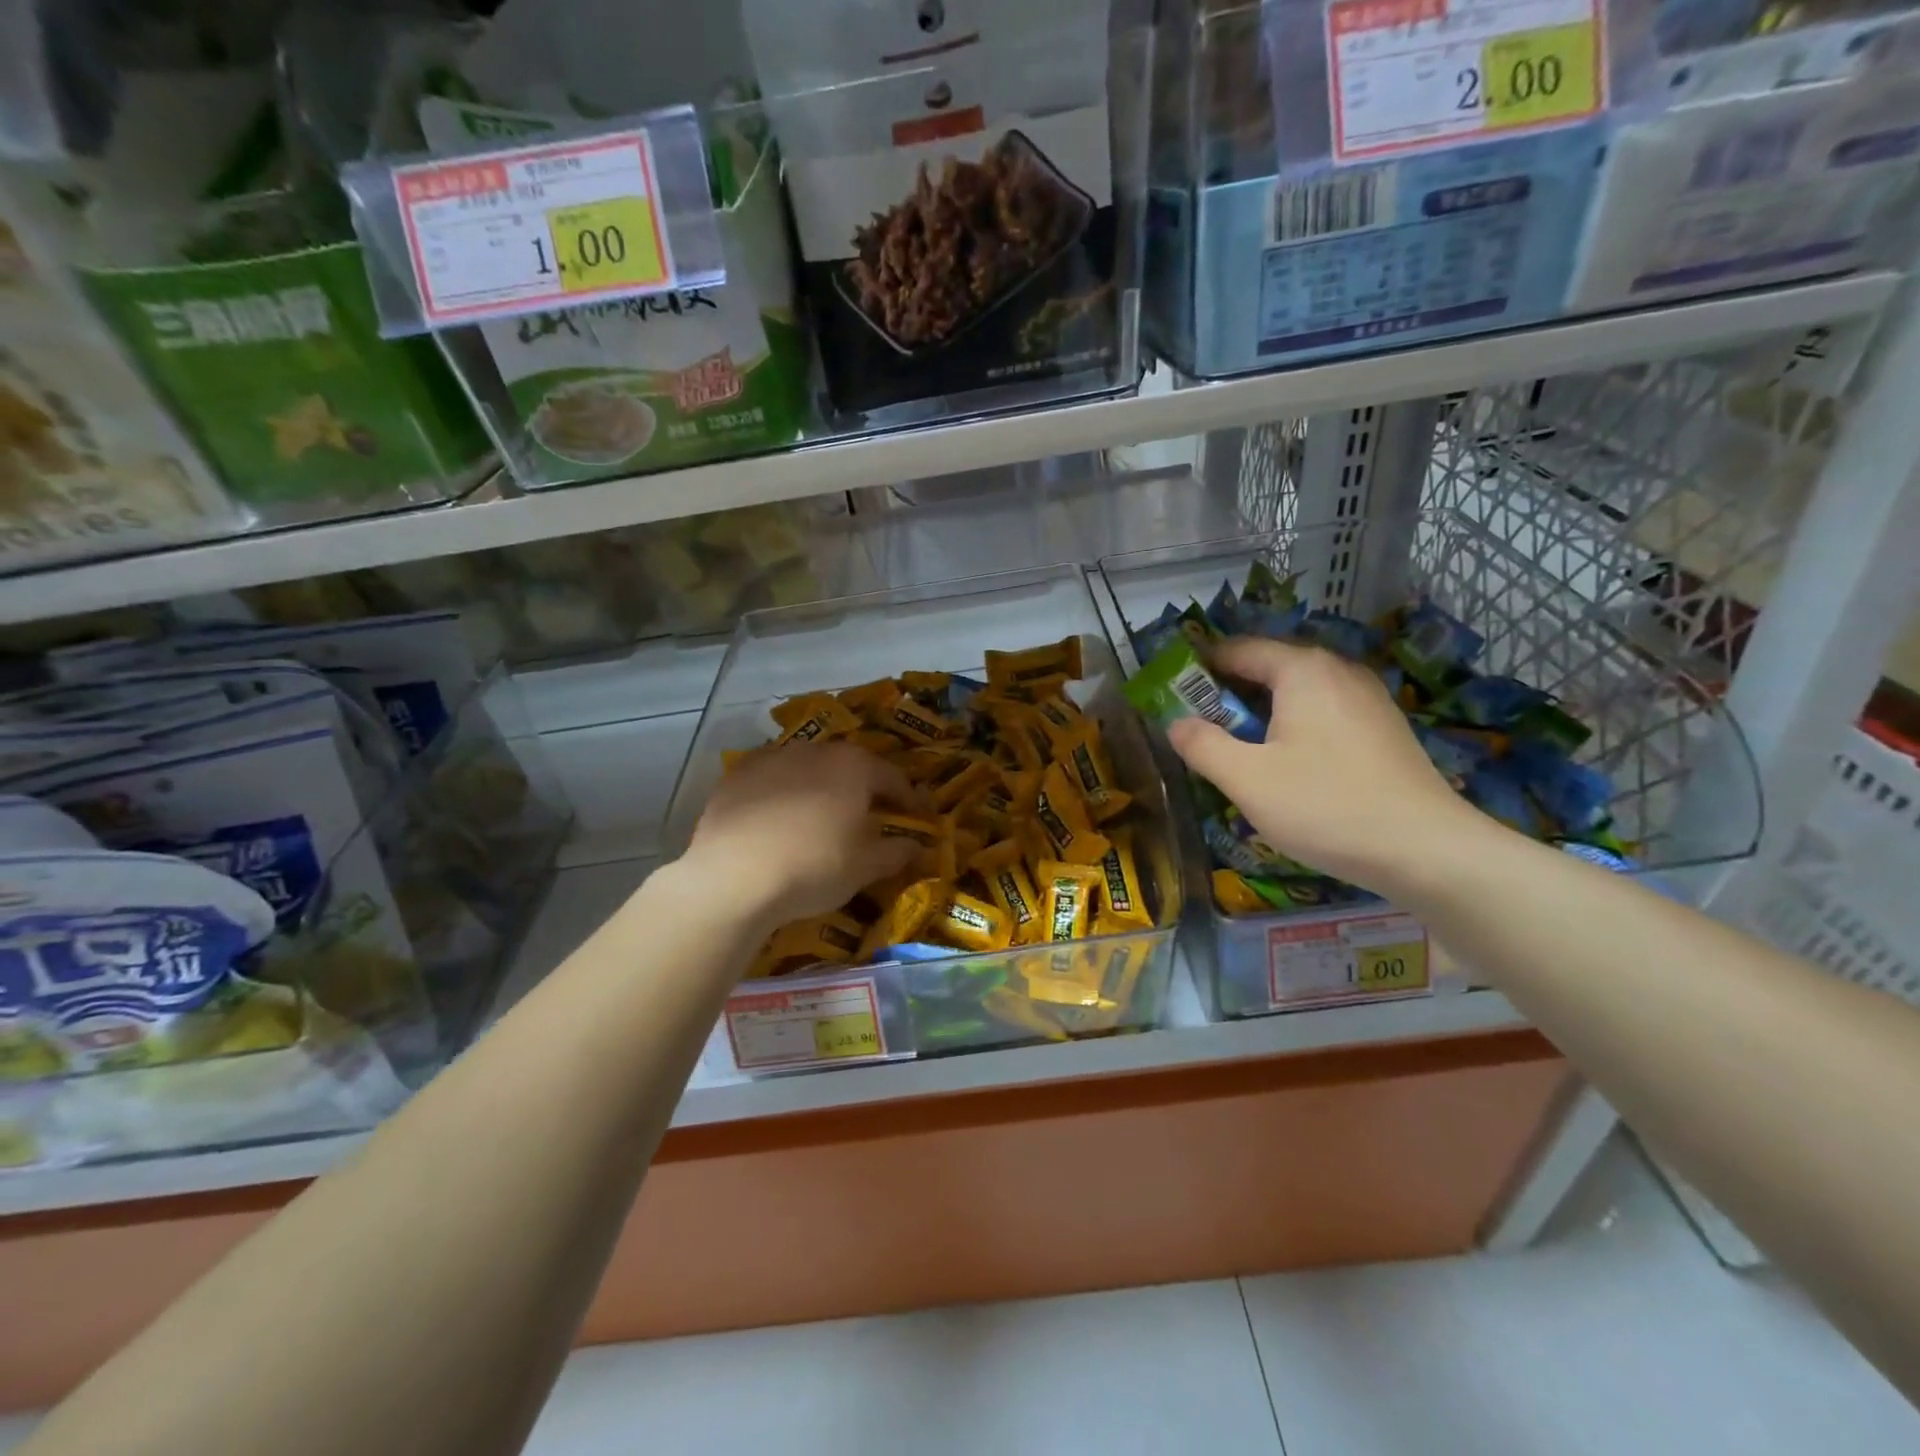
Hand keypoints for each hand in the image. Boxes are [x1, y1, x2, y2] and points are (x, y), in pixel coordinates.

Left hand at [682, 741, 918, 928]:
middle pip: (848, 766)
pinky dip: (780, 794)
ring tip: (819, 818)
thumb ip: (896, 852)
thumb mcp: (865, 867)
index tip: (916, 815)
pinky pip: (770, 780)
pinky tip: (777, 820)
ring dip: (819, 788)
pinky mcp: (736, 776)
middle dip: (861, 788)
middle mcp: (815, 750)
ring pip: (806, 769)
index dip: (907, 798)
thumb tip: (916, 847)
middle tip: (868, 815)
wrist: (734, 876)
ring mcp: (771, 758)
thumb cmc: (814, 867)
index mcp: (854, 766)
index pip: (892, 777)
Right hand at [1166, 638, 1486, 894]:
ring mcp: (1367, 698)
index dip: (1198, 668)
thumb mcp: (1247, 779)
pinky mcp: (1383, 727)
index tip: (1170, 695)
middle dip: (1228, 694)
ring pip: (1297, 692)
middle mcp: (1338, 670)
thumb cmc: (1326, 807)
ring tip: (1237, 750)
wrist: (1427, 851)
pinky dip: (1293, 726)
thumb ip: (1202, 745)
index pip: (1236, 649)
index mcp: (1302, 670)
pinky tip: (1287, 765)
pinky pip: (1323, 712)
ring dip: (1261, 713)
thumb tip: (1175, 723)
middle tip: (1198, 729)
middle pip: (1268, 667)